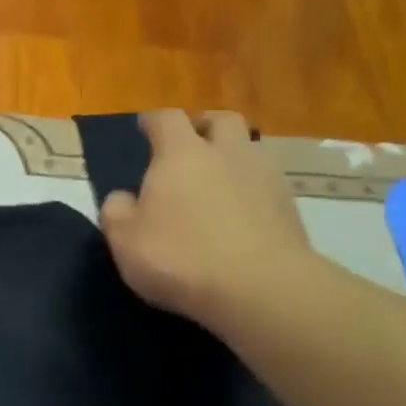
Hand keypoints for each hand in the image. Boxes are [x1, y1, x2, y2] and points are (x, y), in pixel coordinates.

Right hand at [98, 109, 318, 334]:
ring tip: (217, 181)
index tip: (144, 127)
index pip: (165, 119)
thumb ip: (116, 212)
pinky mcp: (288, 205)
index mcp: (181, 154)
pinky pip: (266, 183)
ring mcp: (264, 175)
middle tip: (190, 143)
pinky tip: (241, 213)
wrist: (257, 286)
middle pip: (220, 120)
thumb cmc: (179, 257)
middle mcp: (226, 152)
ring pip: (249, 149)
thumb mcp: (125, 241)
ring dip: (232, 156)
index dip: (152, 121)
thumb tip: (121, 198)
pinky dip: (250, 189)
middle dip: (203, 126)